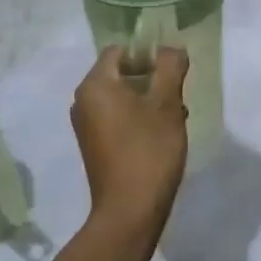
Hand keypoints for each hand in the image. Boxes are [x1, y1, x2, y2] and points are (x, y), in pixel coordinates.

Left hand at [70, 45, 188, 237]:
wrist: (129, 212)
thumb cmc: (148, 151)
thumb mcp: (167, 104)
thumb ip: (171, 68)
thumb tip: (172, 48)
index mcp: (95, 85)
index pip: (120, 50)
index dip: (148, 53)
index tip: (172, 70)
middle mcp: (83, 101)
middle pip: (120, 73)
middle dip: (151, 78)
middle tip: (177, 93)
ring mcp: (86, 125)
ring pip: (121, 96)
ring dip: (148, 99)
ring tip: (175, 116)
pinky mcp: (94, 145)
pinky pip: (116, 117)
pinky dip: (138, 117)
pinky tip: (162, 133)